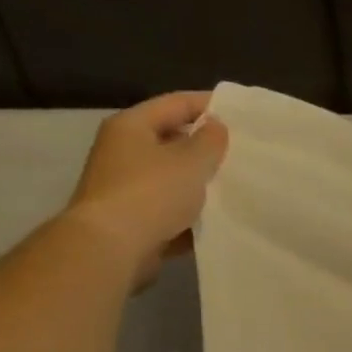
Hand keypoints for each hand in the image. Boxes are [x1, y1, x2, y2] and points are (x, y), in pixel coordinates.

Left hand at [64, 92, 227, 285]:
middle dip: (205, 147)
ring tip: (234, 187)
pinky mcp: (133, 220)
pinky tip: (216, 221)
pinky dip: (190, 214)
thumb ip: (209, 142)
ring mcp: (126, 188)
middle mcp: (123, 152)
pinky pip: (169, 211)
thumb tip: (215, 126)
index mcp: (132, 126)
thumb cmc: (151, 194)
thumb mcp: (190, 162)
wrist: (111, 248)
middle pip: (171, 140)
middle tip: (241, 152)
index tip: (240, 113)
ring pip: (171, 178)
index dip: (208, 104)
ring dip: (199, 182)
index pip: (175, 103)